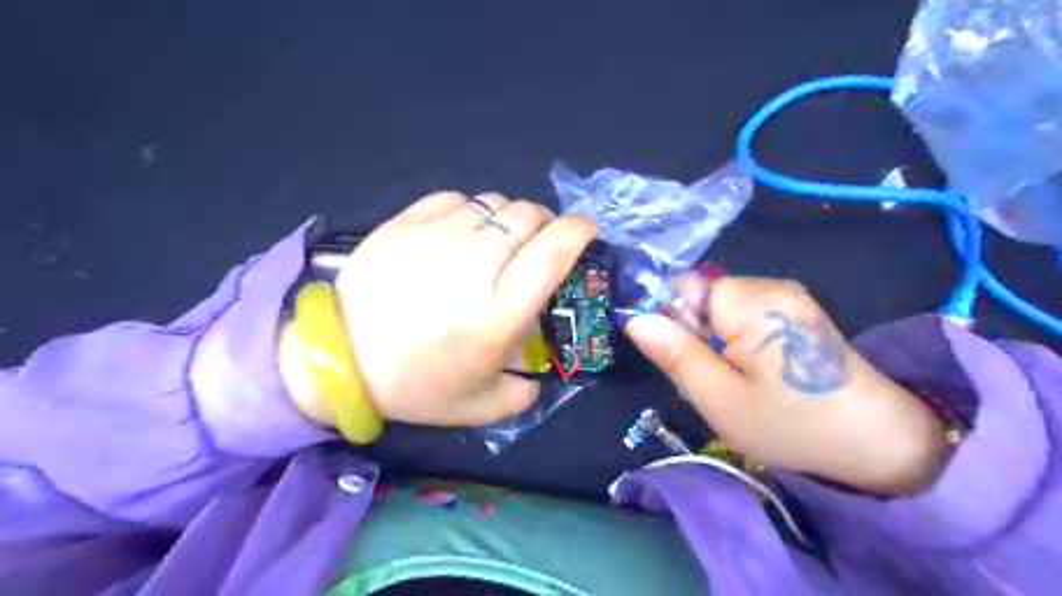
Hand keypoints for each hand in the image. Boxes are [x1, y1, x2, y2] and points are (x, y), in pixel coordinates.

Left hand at [286, 190, 593, 427]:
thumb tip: (537, 376)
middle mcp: (474, 265)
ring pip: (494, 203)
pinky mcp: (406, 222)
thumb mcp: (479, 407)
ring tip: (496, 241)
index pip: (553, 252)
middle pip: (527, 217)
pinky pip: (456, 199)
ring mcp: (438, 237)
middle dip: (545, 224)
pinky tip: (460, 234)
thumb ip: (522, 394)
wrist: (337, 358)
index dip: (578, 232)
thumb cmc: (413, 385)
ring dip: (507, 219)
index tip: (585, 231)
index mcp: (499, 311)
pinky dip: (471, 212)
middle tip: (537, 243)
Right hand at [625, 270, 945, 493]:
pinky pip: (747, 315)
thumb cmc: (790, 423)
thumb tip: (635, 318)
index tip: (685, 357)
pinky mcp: (798, 312)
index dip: (673, 318)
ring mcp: (788, 297)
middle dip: (696, 332)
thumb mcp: (718, 398)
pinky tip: (758, 372)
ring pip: (722, 308)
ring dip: (716, 339)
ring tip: (738, 379)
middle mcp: (770, 286)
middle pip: (704, 295)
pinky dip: (739, 341)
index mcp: (750, 301)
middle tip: (713, 378)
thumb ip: (674, 354)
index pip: (684, 285)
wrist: (878, 442)